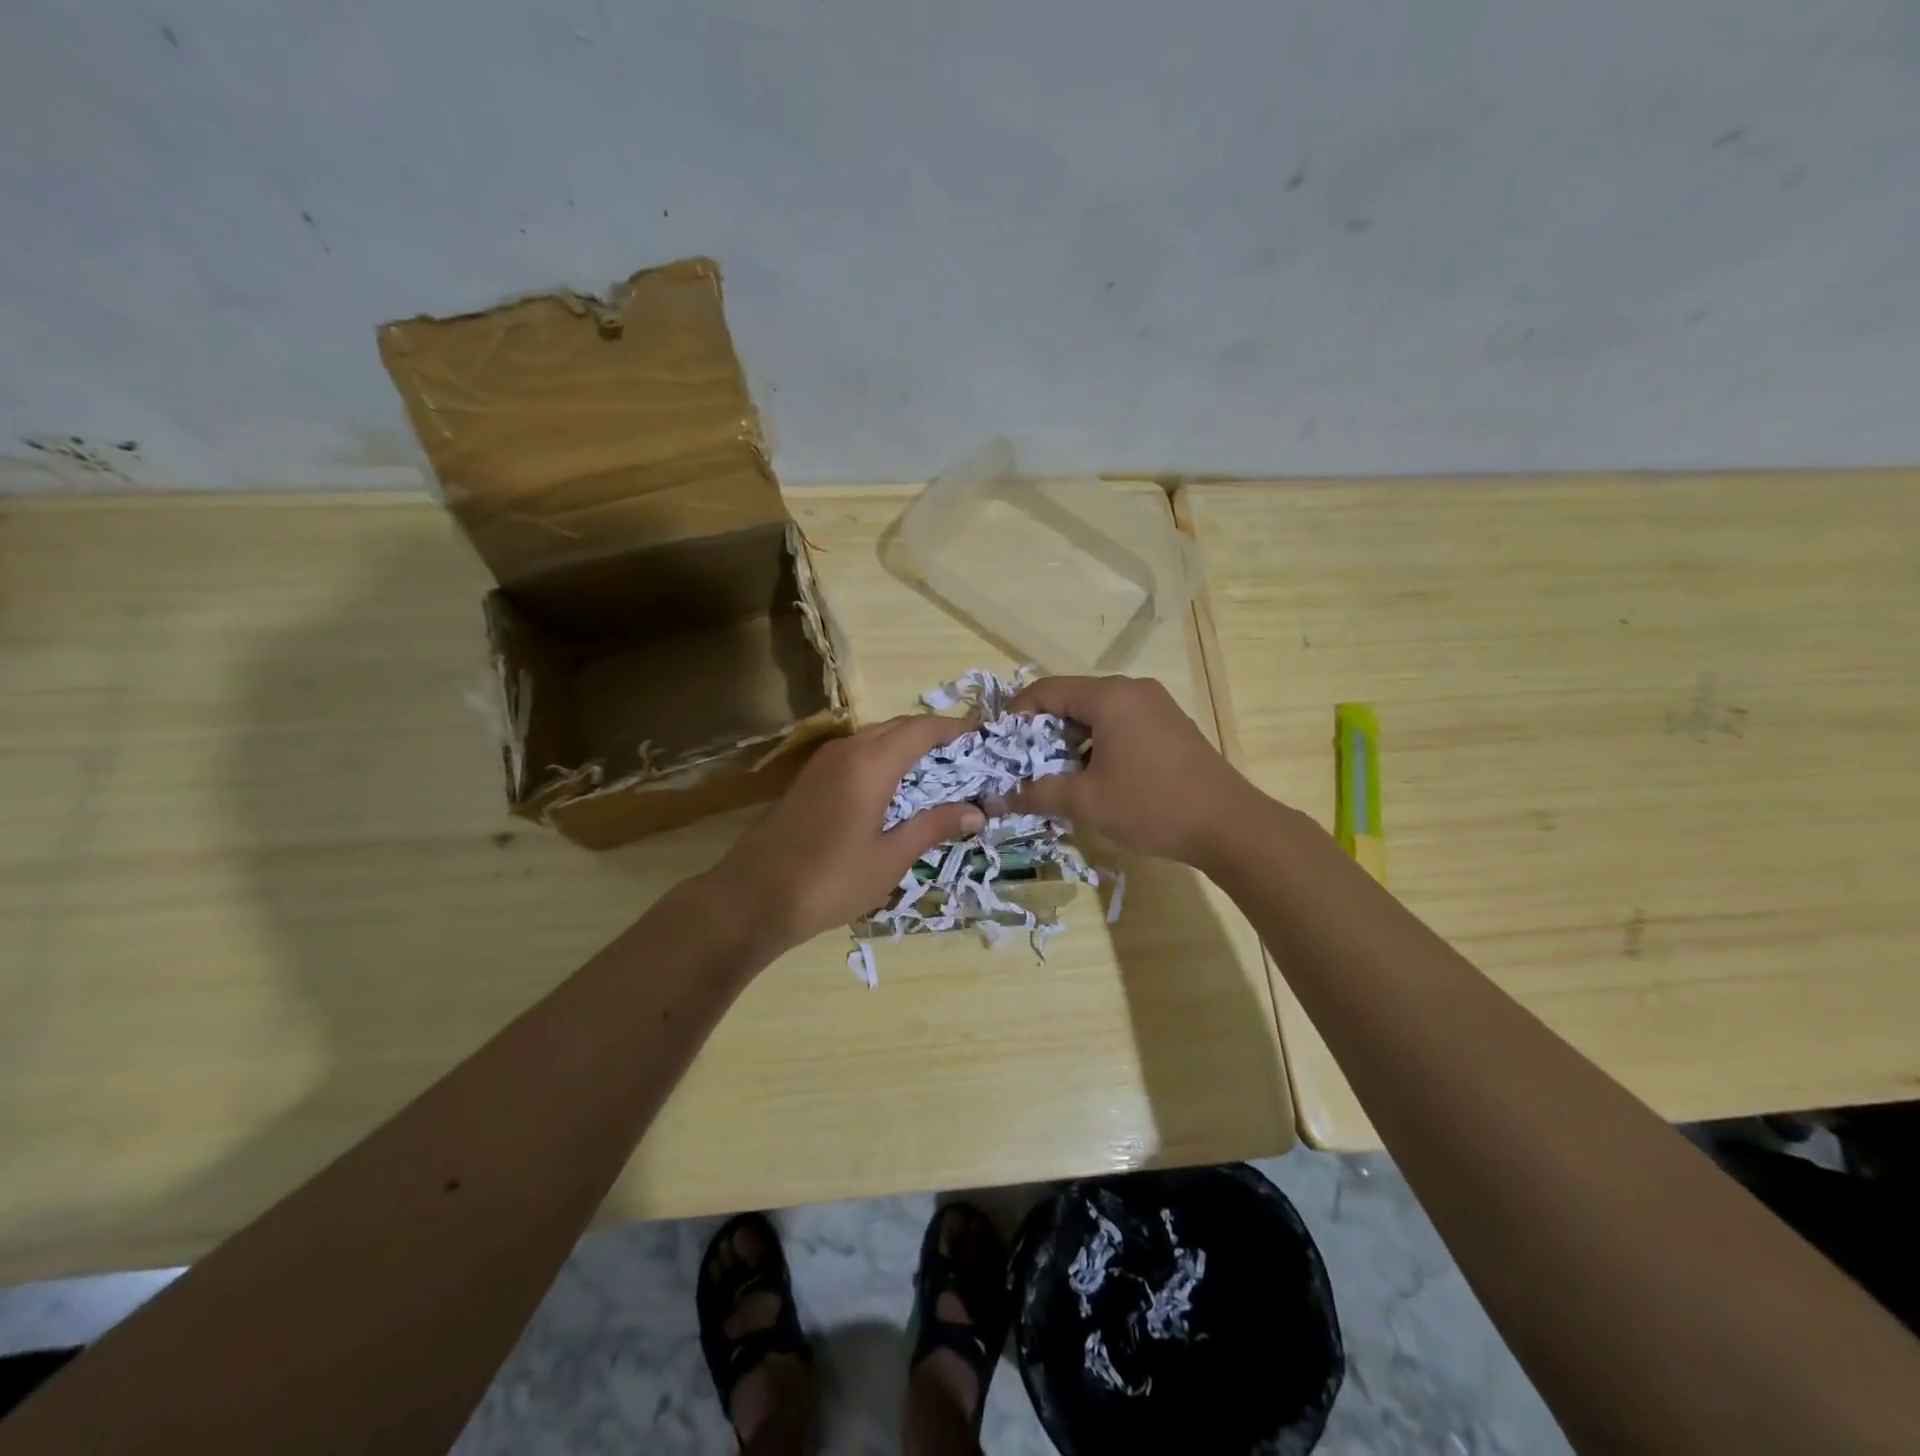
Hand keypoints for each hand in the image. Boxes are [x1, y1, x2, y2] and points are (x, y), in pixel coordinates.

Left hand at [714, 716, 985, 952]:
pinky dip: (886, 760)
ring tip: (940, 775)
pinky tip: (897, 789)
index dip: (956, 729)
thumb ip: (933, 826)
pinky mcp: (810, 778)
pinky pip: (858, 753)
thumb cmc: (829, 881)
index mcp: (870, 764)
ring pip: (877, 738)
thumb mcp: (890, 858)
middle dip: (936, 737)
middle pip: (900, 727)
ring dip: (909, 748)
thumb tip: (977, 812)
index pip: (922, 729)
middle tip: (968, 761)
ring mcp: (824, 762)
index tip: (985, 738)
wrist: (752, 898)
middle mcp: (847, 750)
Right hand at [1006, 675, 1249, 864]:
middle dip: (1043, 731)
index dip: (1017, 715)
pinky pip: (1120, 723)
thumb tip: (996, 799)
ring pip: (1097, 713)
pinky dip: (1098, 742)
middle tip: (1024, 765)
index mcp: (1109, 696)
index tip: (999, 746)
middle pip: (1072, 699)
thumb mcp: (1087, 802)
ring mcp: (1156, 705)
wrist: (1229, 825)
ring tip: (1056, 775)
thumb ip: (1037, 793)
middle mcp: (1132, 690)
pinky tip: (1094, 776)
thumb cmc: (1152, 806)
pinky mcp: (1169, 725)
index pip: (1047, 690)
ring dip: (1071, 740)